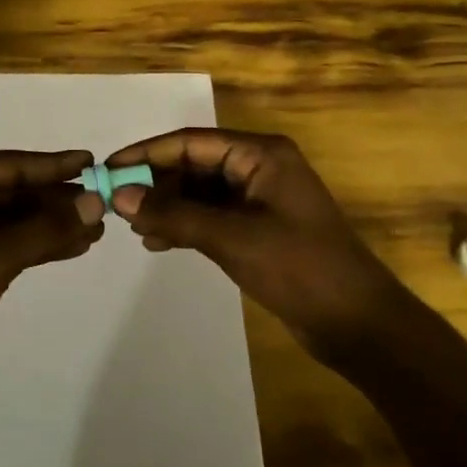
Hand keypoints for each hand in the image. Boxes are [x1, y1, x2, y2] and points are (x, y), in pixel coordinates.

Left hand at [0, 150, 104, 382]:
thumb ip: (47, 228)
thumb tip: (97, 201)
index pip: (7, 164)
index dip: (53, 165)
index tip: (93, 161)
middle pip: (8, 190)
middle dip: (54, 201)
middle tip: (102, 204)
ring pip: (5, 218)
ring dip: (46, 225)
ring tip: (94, 230)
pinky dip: (29, 244)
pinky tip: (67, 247)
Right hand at [104, 129, 406, 360]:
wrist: (358, 323)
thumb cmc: (299, 268)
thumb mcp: (232, 238)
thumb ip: (175, 214)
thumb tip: (120, 196)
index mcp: (261, 155)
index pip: (190, 142)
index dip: (146, 154)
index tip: (108, 170)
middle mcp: (259, 169)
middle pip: (194, 165)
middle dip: (156, 183)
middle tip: (115, 205)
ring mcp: (260, 200)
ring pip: (200, 193)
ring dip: (168, 207)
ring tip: (133, 227)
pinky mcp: (259, 229)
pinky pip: (212, 217)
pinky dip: (185, 226)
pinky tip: (157, 243)